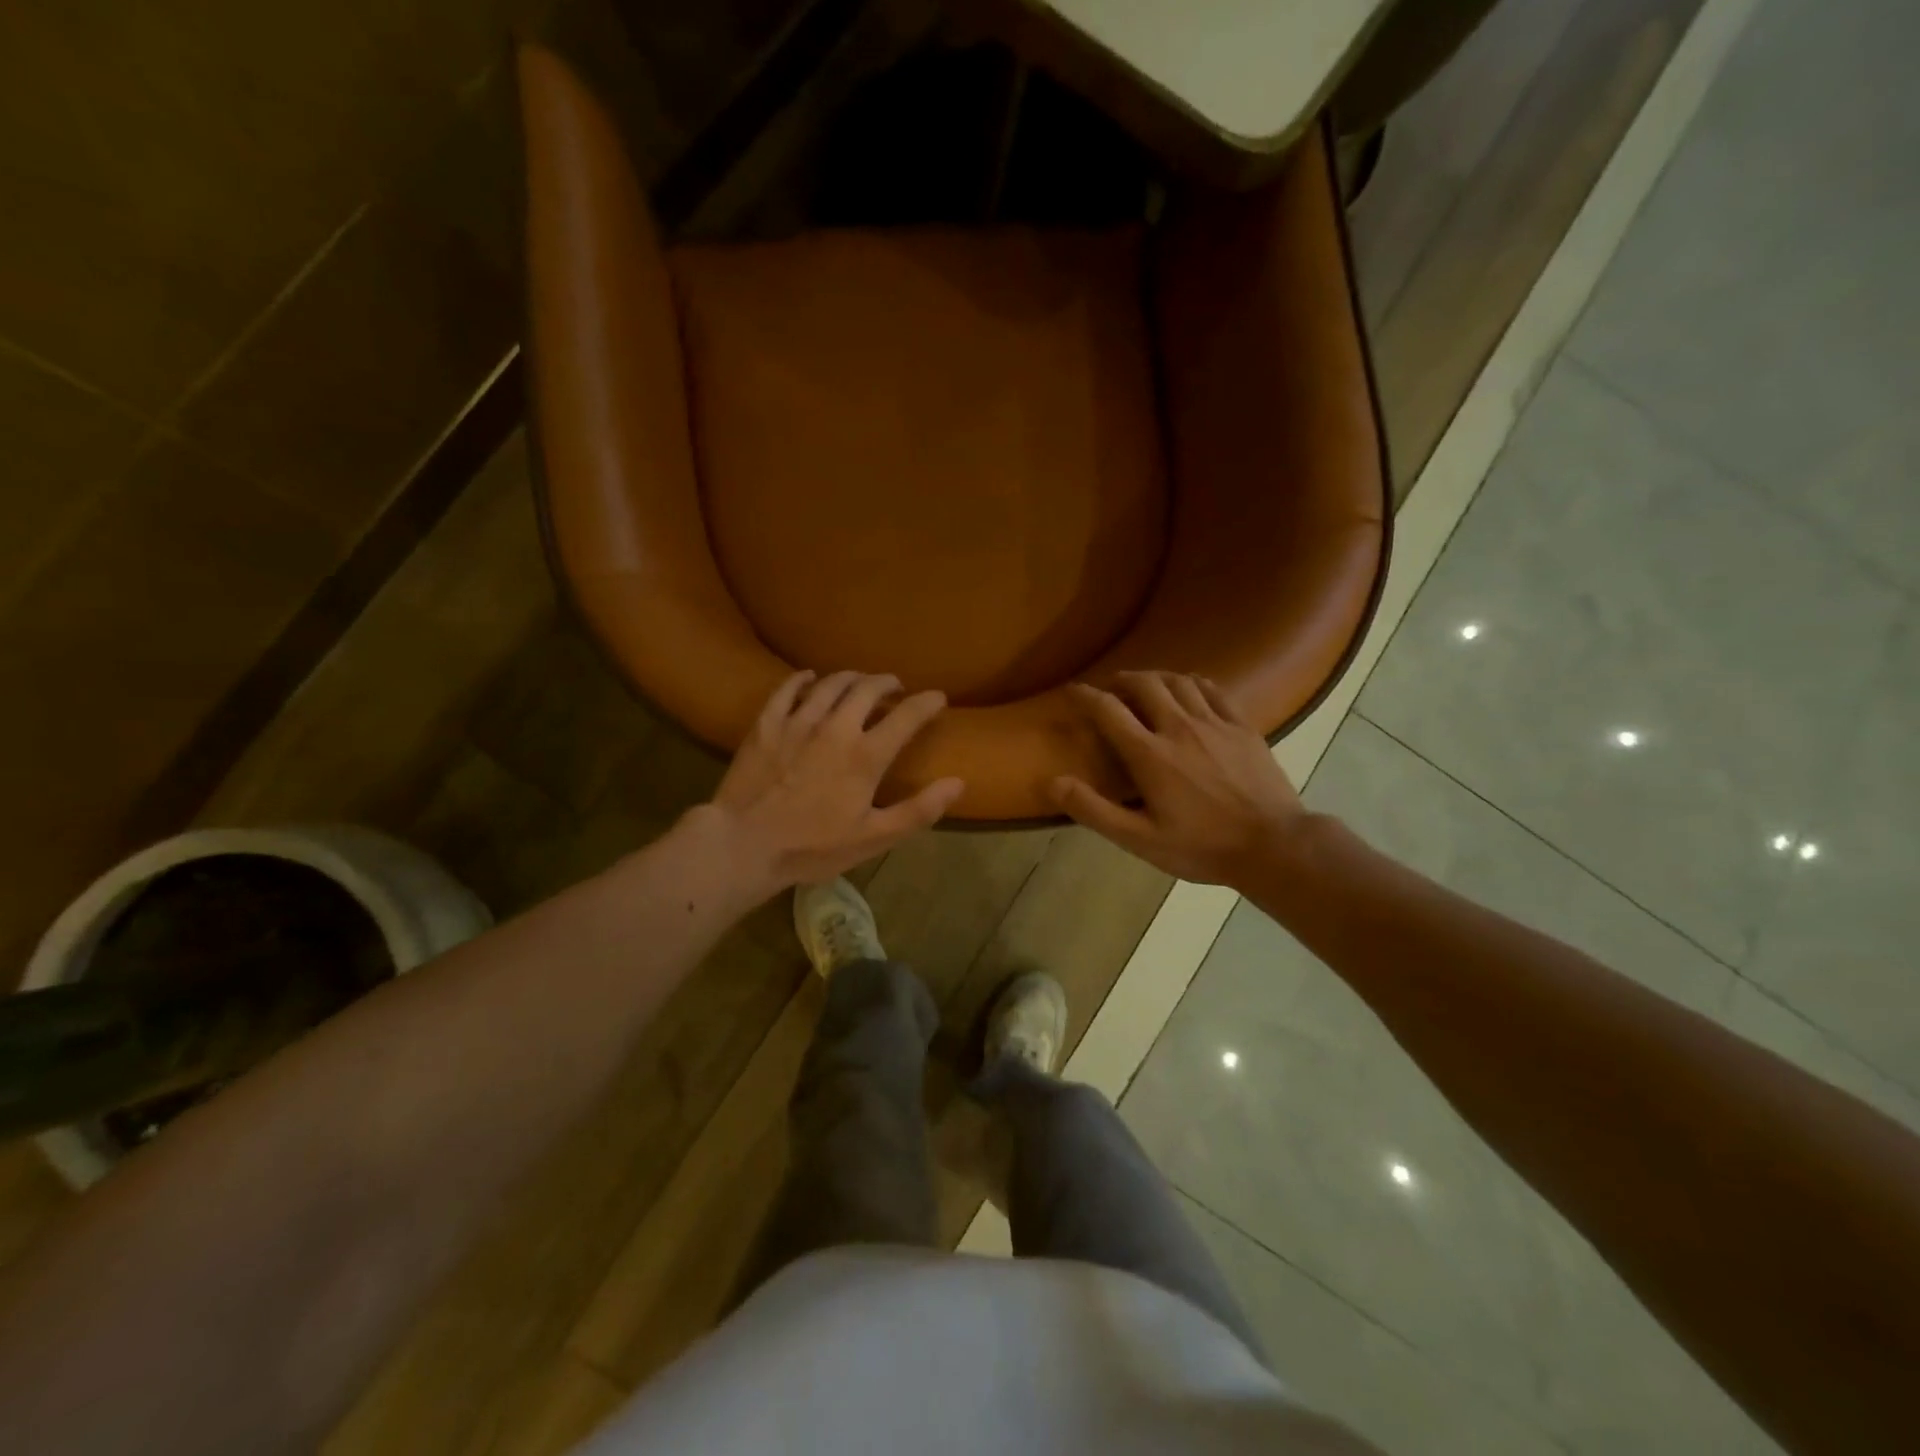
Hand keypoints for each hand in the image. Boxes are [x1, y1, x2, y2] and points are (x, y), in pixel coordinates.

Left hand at [703, 670, 963, 896]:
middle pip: (866, 688)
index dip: (927, 703)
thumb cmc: (813, 847)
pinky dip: (802, 679)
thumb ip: (919, 810)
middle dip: (886, 682)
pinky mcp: (766, 725)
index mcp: (866, 755)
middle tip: (894, 686)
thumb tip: (958, 782)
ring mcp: (797, 722)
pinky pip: (786, 690)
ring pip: (829, 683)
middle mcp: (835, 727)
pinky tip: (808, 678)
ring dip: (850, 677)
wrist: (744, 845)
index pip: (906, 716)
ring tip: (859, 680)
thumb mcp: (874, 838)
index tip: (937, 697)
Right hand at [1051, 671, 1308, 887]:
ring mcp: (1215, 723)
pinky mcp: (1243, 726)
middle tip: (1111, 688)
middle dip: (1122, 680)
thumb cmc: (1202, 847)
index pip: (1108, 710)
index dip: (1085, 696)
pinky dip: (1193, 682)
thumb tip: (1053, 782)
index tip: (1072, 690)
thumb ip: (1094, 810)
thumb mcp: (1140, 840)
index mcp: (1150, 754)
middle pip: (1144, 684)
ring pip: (1178, 681)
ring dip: (1155, 677)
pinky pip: (1213, 690)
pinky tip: (1189, 688)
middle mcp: (1179, 727)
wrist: (1274, 846)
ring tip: (1146, 685)